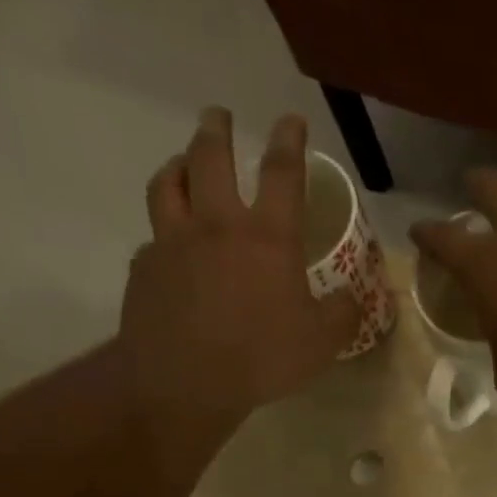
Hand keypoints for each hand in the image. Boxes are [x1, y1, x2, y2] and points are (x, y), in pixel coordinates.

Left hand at [119, 108, 359, 467]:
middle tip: (219, 116)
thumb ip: (342, 314)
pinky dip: (164, 231)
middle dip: (217, 129)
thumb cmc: (262, 357)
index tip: (291, 119)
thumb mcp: (322, 342)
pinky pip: (153, 237)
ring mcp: (174, 242)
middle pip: (211, 157)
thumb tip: (351, 298)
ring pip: (169, 183)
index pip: (283, 174)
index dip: (290, 142)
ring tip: (183, 162)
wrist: (186, 381)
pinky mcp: (145, 267)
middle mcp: (217, 225)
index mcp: (267, 238)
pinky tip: (169, 245)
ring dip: (179, 164)